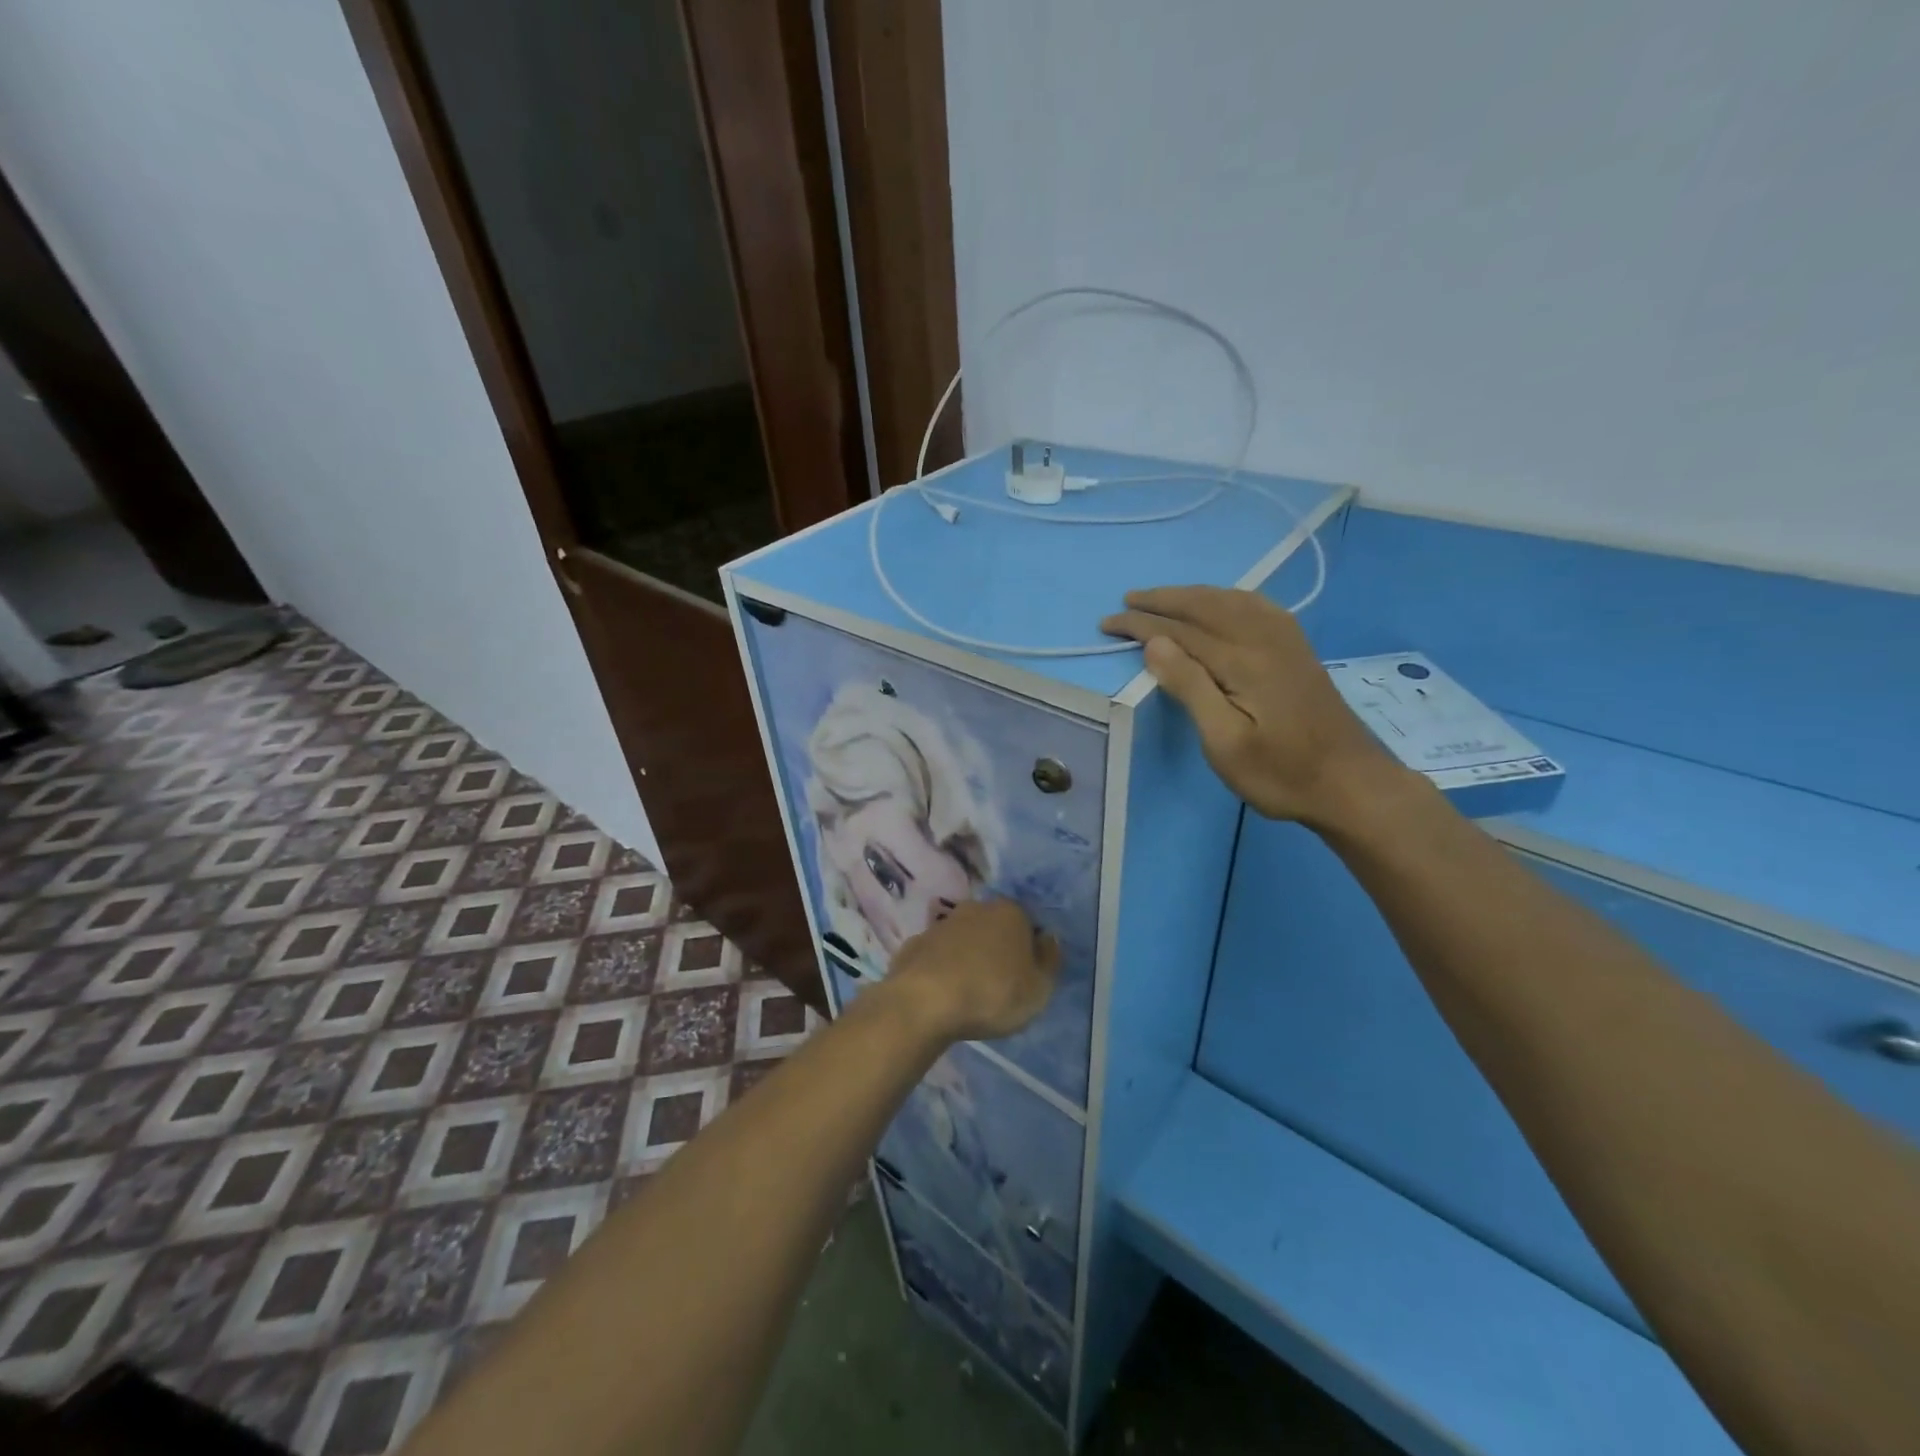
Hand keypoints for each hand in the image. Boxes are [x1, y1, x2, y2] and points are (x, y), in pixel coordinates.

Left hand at [885, 898, 1060, 1043]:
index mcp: (1010, 912)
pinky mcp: (914, 944)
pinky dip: (942, 969)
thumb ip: (1050, 961)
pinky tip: (942, 994)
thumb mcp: (1039, 989)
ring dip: (968, 958)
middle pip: (994, 928)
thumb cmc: (992, 994)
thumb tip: (1048, 938)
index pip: (1028, 926)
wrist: (924, 1002)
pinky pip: (937, 956)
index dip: (1030, 952)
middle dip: (998, 950)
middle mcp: (975, 908)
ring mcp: (941, 924)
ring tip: (969, 993)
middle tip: (999, 986)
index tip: (1026, 979)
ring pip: (964, 939)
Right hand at [1101, 585, 1402, 826]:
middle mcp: (1264, 638)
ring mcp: (1286, 641)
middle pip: (1206, 605)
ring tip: (1163, 598)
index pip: (1180, 630)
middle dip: (1162, 600)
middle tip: (1126, 601)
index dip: (1141, 624)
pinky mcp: (1297, 649)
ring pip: (1231, 600)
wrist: (1351, 784)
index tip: (1108, 623)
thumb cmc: (1280, 773)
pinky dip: (1227, 597)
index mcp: (1243, 661)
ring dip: (1193, 594)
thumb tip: (1155, 643)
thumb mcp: (1225, 742)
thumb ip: (1190, 687)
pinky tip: (1221, 604)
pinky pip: (1256, 606)